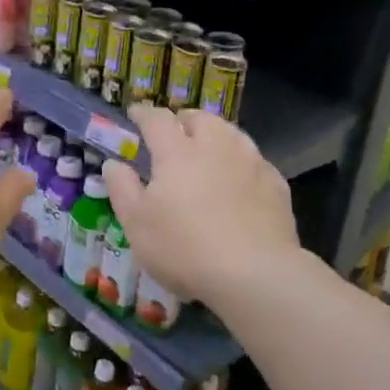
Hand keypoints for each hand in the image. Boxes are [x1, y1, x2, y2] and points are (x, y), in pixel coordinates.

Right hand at [101, 104, 299, 306]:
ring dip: (215, 135)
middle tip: (174, 133)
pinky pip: (254, 160)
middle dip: (183, 120)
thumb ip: (122, 188)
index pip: (157, 119)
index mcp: (177, 151)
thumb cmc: (184, 248)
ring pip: (231, 133)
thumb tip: (114, 164)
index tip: (135, 114)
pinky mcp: (275, 184)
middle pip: (199, 118)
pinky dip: (240, 161)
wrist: (255, 275)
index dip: (143, 114)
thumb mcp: (136, 224)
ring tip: (207, 151)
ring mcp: (250, 162)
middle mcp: (215, 146)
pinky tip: (238, 180)